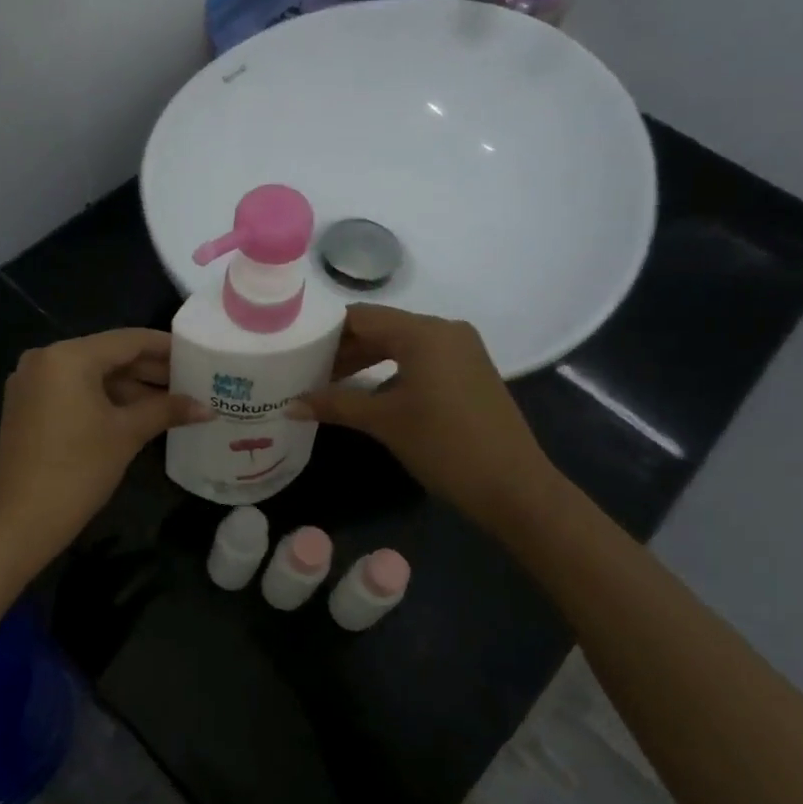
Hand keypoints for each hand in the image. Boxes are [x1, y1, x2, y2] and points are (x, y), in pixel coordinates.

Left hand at [0, 329, 209, 564]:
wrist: (21, 520)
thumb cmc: (79, 470)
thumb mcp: (127, 434)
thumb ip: (166, 410)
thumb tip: (207, 408)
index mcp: (68, 356)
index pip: (127, 340)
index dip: (165, 347)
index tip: (196, 353)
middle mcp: (44, 359)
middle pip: (107, 355)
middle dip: (148, 369)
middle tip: (190, 380)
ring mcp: (31, 383)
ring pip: (90, 375)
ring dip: (128, 386)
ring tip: (170, 399)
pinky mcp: (26, 406)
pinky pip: (72, 391)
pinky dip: (103, 398)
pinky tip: (136, 412)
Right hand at [290, 304, 559, 532]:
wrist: (513, 486)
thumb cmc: (444, 445)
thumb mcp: (384, 422)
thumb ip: (335, 405)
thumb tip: (289, 405)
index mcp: (423, 332)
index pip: (360, 317)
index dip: (325, 331)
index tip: (294, 349)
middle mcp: (444, 330)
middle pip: (380, 328)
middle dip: (342, 349)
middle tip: (305, 370)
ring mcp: (461, 350)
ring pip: (400, 344)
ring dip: (364, 361)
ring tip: (328, 383)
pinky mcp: (469, 371)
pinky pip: (419, 359)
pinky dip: (390, 370)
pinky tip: (367, 393)